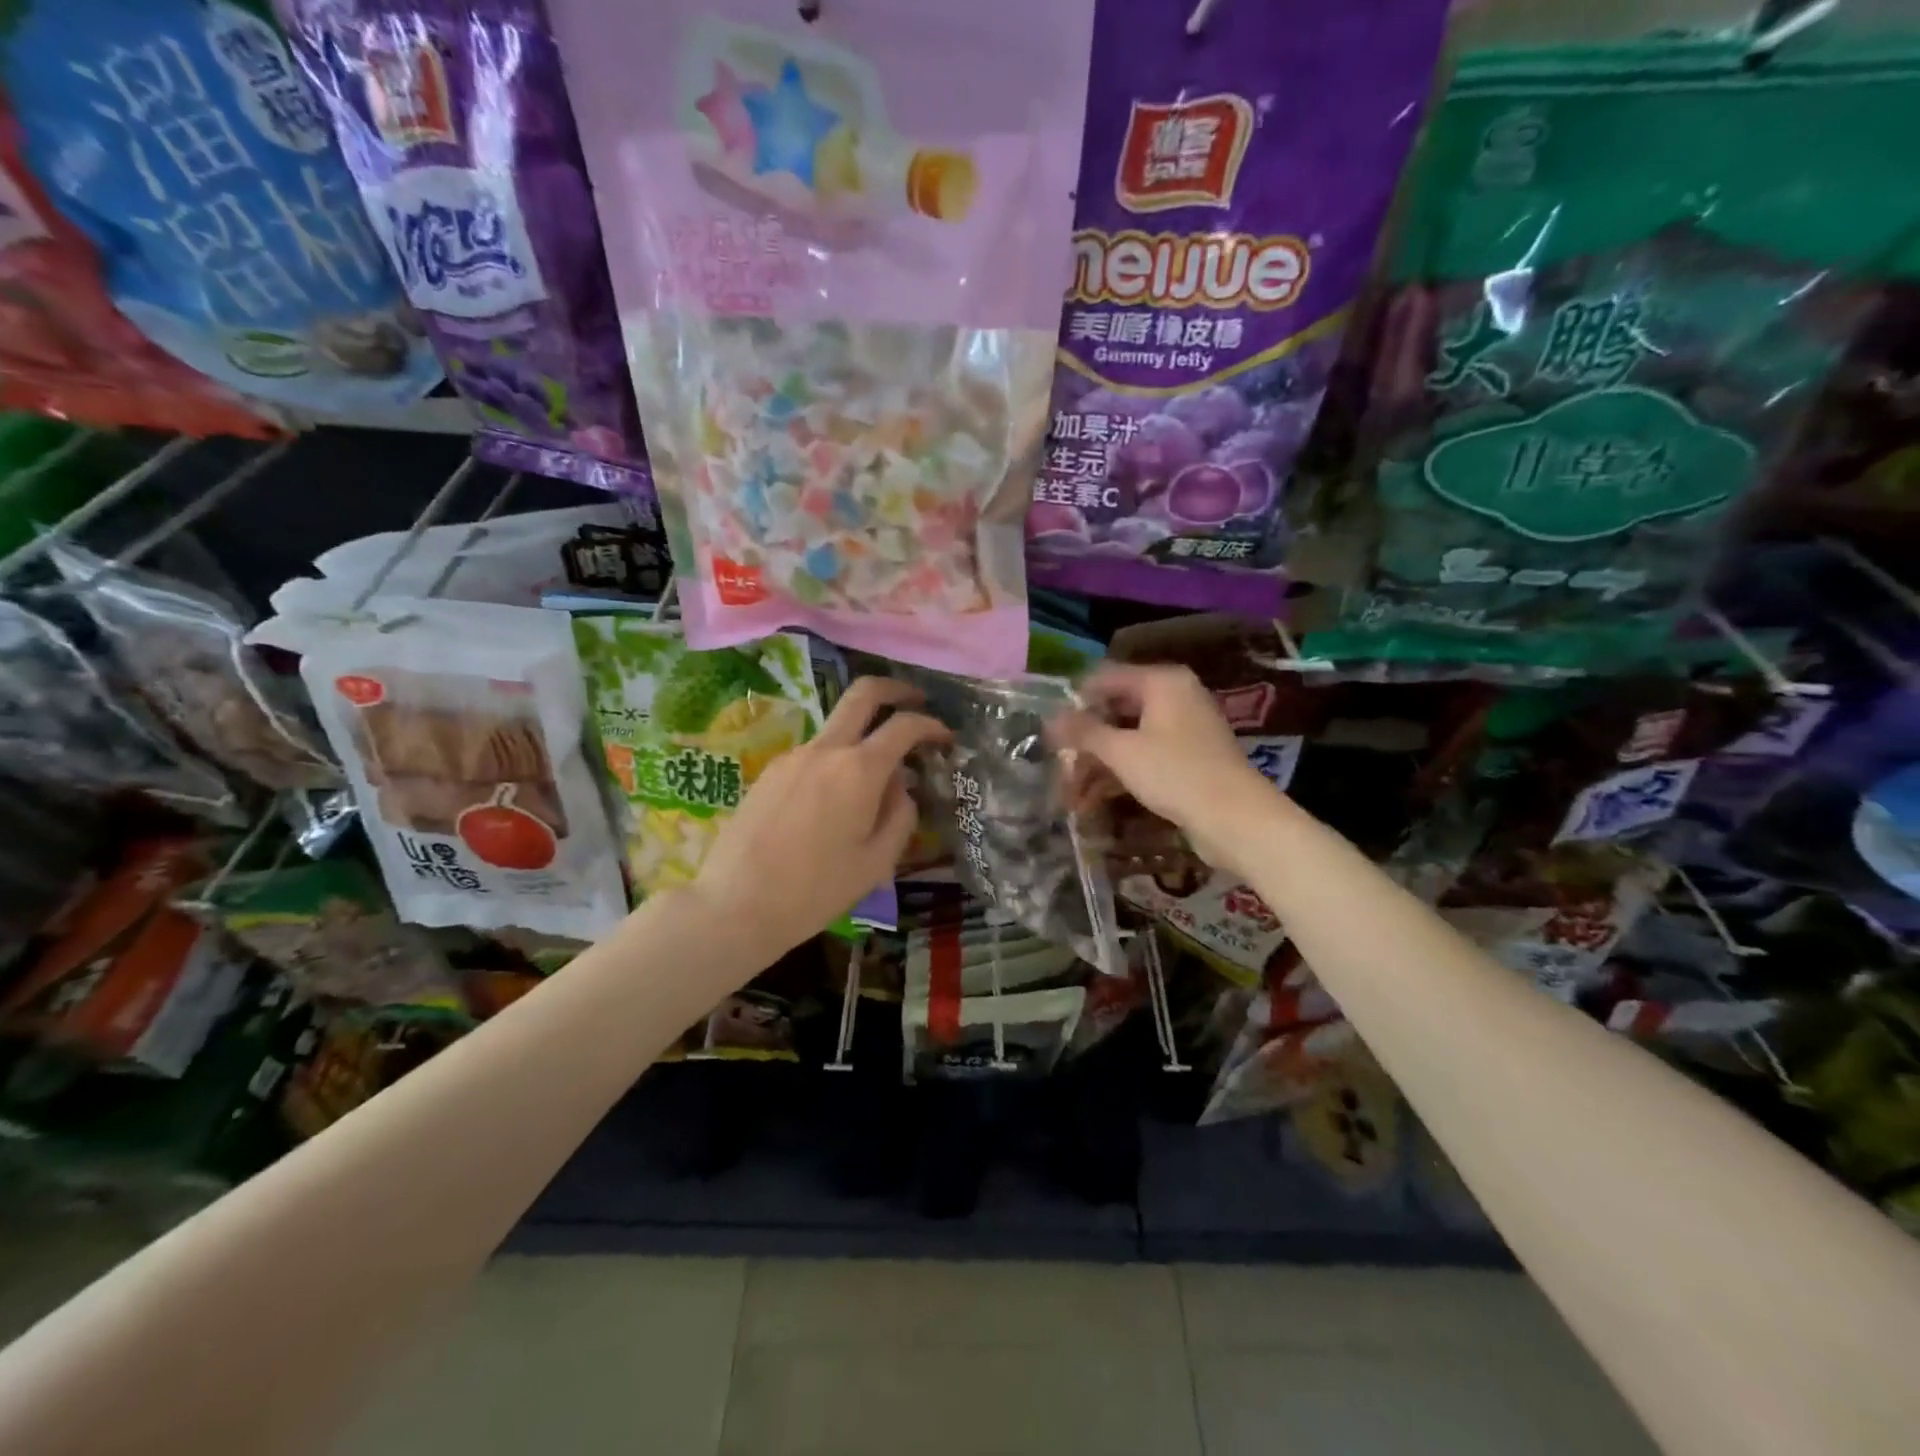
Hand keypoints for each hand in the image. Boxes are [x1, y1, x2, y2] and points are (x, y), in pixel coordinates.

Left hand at [689, 677, 948, 959]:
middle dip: (895, 689)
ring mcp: (792, 756)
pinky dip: (836, 759)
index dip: (931, 725)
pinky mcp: (769, 771)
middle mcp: (826, 750)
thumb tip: (899, 787)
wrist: (735, 903)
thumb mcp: (876, 862)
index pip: (903, 725)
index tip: (945, 736)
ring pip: (836, 727)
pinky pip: (814, 753)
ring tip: (875, 777)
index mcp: (859, 770)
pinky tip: (835, 799)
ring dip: (863, 733)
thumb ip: (900, 816)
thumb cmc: (816, 889)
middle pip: (863, 694)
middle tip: (916, 700)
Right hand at [1054, 663, 1276, 876]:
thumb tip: (1050, 717)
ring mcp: (1182, 729)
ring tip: (1070, 795)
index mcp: (1162, 682)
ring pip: (1126, 738)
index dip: (1074, 702)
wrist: (1236, 819)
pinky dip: (1118, 774)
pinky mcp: (1186, 759)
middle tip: (1057, 766)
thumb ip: (1084, 731)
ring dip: (1097, 764)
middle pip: (1115, 710)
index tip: (1049, 730)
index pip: (1105, 678)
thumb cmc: (1176, 774)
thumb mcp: (1122, 752)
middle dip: (1084, 741)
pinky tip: (1092, 801)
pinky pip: (1143, 757)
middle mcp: (1174, 697)